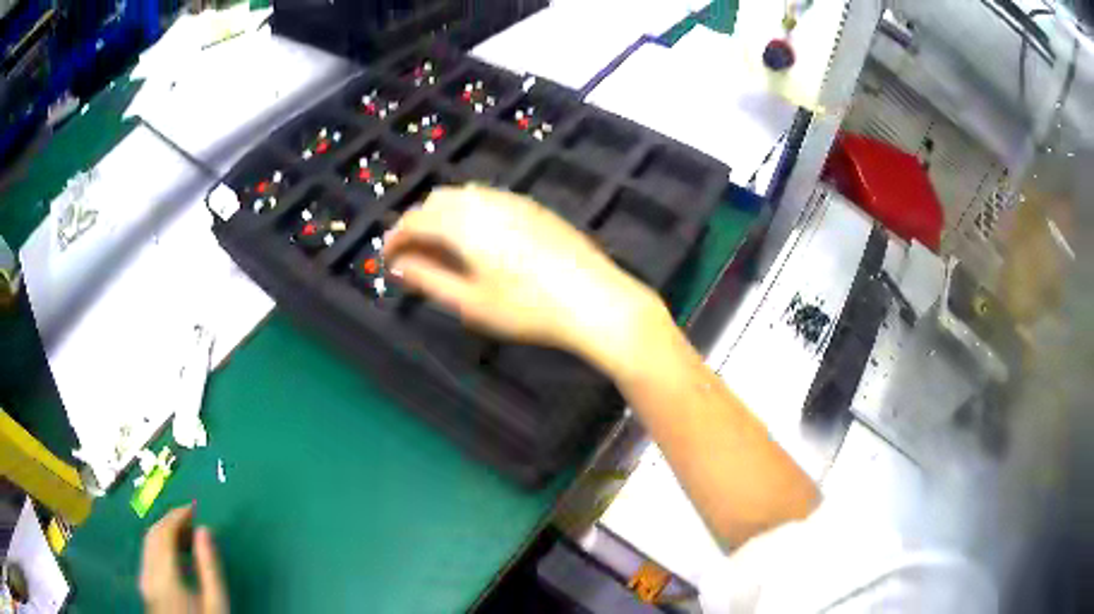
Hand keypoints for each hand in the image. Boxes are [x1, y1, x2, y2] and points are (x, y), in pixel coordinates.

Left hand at [139, 505, 227, 613]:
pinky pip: (148, 557)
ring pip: (147, 545)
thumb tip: (205, 530)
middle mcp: (148, 573)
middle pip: (152, 535)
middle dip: (170, 522)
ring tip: (186, 537)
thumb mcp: (216, 604)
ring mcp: (144, 581)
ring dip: (164, 533)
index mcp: (164, 575)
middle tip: (192, 521)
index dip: (177, 516)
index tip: (194, 509)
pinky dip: (159, 548)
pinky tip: (174, 558)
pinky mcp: (146, 589)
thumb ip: (210, 567)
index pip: (164, 532)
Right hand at [383, 185, 669, 369]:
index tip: (387, 260)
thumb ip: (429, 279)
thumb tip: (399, 266)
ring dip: (443, 216)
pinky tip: (478, 240)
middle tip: (413, 256)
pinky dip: (469, 213)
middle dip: (417, 224)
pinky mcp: (533, 207)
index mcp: (462, 223)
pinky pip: (488, 199)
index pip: (414, 220)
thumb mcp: (471, 302)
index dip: (395, 239)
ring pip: (463, 196)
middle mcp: (484, 201)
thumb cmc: (527, 307)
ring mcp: (512, 200)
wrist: (594, 298)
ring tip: (442, 250)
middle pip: (436, 201)